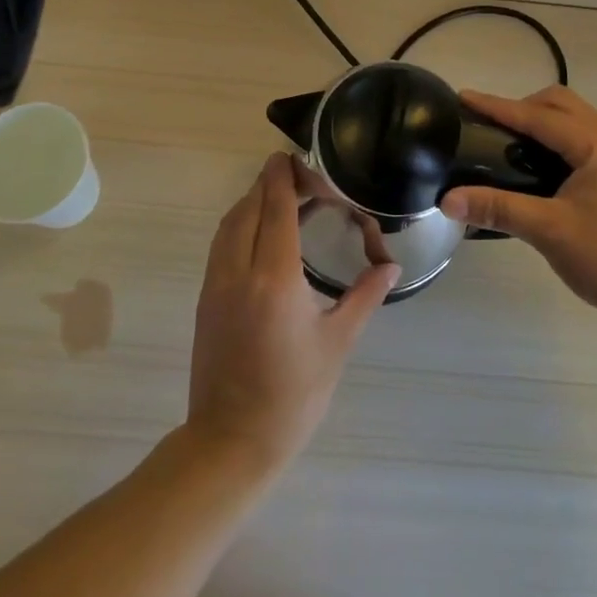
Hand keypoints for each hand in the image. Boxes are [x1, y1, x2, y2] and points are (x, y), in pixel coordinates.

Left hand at [186, 152, 400, 471]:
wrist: (231, 441)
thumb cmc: (293, 394)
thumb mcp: (337, 343)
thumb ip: (364, 295)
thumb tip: (390, 266)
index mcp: (274, 277)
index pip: (276, 207)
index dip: (284, 177)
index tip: (293, 155)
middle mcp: (239, 270)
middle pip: (250, 207)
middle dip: (271, 184)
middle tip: (302, 177)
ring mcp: (216, 283)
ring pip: (230, 223)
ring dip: (254, 202)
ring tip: (285, 198)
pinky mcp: (206, 297)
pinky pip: (222, 243)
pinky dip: (241, 224)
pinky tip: (264, 234)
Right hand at [441, 87, 596, 337]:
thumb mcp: (548, 231)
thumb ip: (497, 208)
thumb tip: (447, 200)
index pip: (538, 115)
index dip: (498, 106)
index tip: (463, 98)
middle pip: (560, 105)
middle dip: (521, 107)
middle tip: (487, 127)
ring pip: (573, 122)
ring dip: (539, 123)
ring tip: (506, 144)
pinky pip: (581, 142)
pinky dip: (554, 142)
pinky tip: (535, 168)